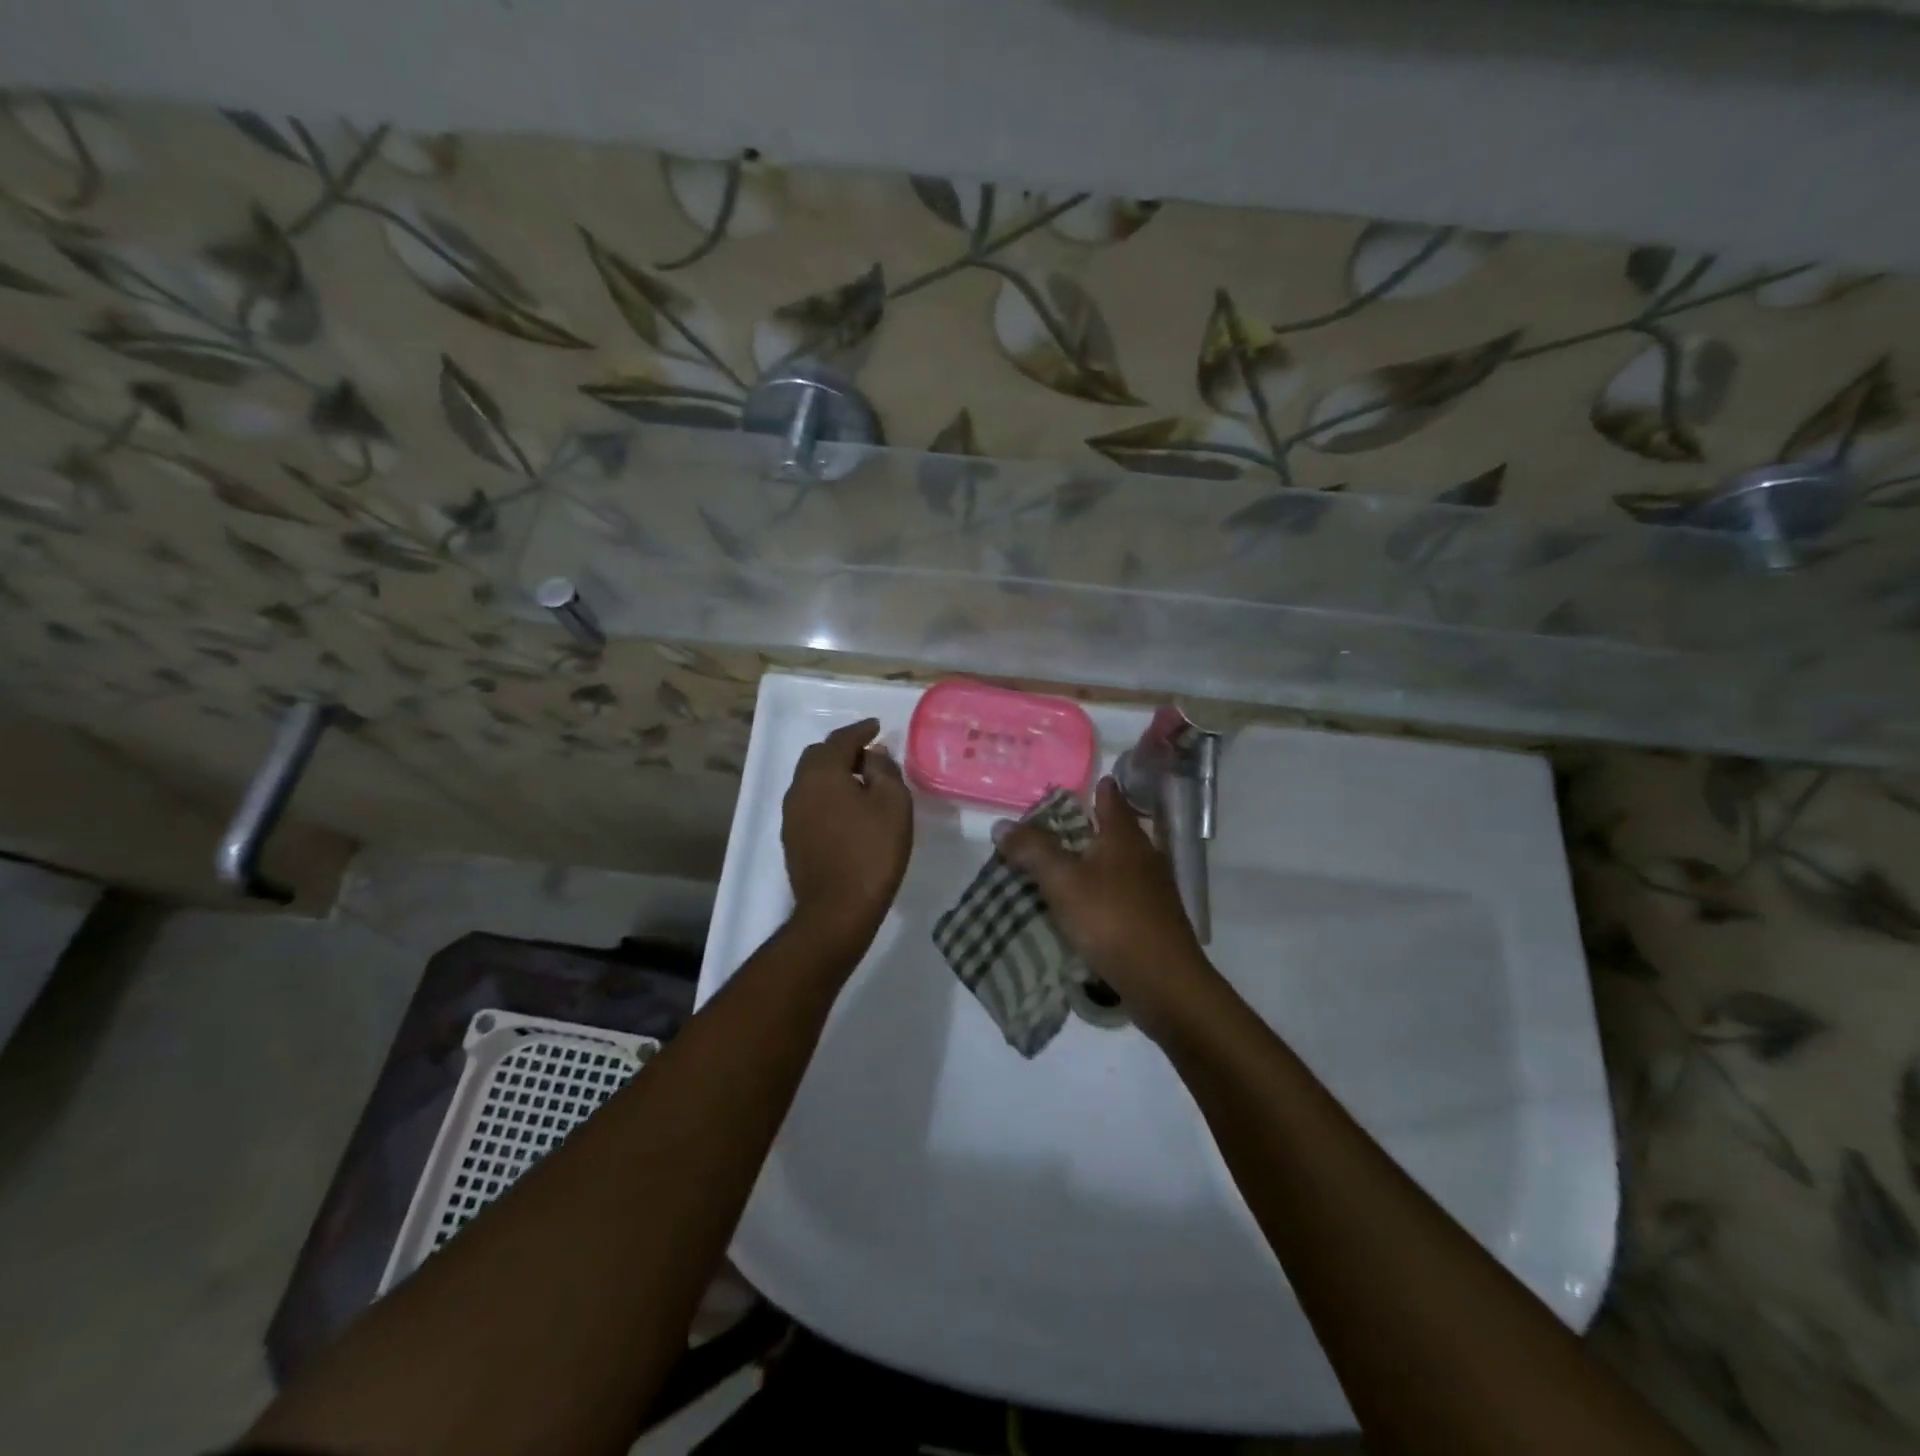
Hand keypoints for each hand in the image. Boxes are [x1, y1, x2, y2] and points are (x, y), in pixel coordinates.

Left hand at [782, 718, 911, 958]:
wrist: (837, 909)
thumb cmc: (872, 851)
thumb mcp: (893, 804)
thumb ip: (883, 770)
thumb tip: (872, 754)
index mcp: (821, 772)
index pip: (840, 739)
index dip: (860, 730)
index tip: (876, 727)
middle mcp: (799, 787)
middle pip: (819, 757)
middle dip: (843, 750)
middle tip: (869, 755)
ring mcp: (791, 815)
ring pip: (811, 780)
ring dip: (834, 774)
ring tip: (860, 781)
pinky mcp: (792, 839)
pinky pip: (810, 803)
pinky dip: (827, 795)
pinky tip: (846, 809)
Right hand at [992, 777, 1215, 1035]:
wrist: (1164, 981)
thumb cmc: (1112, 920)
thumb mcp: (1062, 882)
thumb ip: (1033, 850)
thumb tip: (1002, 824)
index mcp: (1124, 835)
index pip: (1110, 797)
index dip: (1094, 788)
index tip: (1072, 787)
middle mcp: (1144, 854)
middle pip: (1114, 829)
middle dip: (1088, 826)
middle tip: (1051, 829)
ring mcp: (1153, 887)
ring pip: (1119, 862)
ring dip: (1093, 862)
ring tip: (1060, 868)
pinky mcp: (1154, 917)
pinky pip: (1121, 892)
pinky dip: (1102, 891)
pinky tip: (1083, 906)